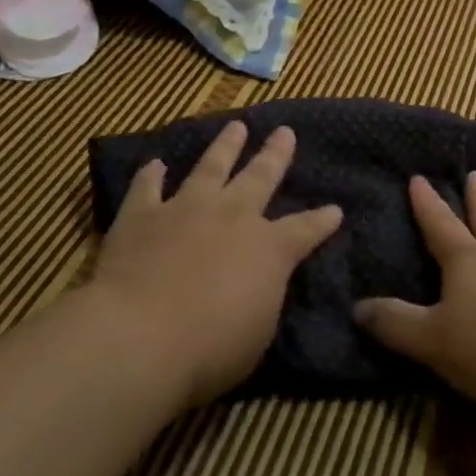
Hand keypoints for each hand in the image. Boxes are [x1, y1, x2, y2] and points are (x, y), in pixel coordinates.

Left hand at [88, 121, 341, 406]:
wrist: (140, 337)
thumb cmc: (210, 349)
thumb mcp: (258, 332)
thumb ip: (263, 296)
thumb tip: (261, 282)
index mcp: (269, 248)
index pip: (305, 229)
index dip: (322, 220)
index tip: (335, 209)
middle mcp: (232, 216)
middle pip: (260, 176)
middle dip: (275, 154)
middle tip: (284, 132)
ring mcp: (185, 209)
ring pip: (210, 167)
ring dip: (224, 146)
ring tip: (235, 126)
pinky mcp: (142, 216)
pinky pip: (147, 188)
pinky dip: (151, 175)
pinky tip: (155, 164)